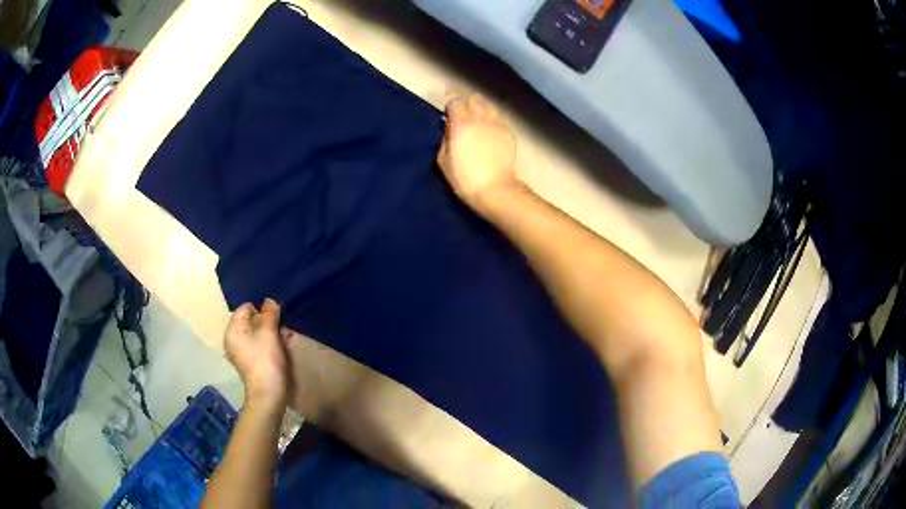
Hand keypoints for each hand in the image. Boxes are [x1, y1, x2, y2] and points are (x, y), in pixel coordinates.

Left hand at [225, 299, 289, 408]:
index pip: (246, 308)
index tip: (275, 319)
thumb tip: (270, 300)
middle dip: (267, 323)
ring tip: (283, 340)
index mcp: (232, 329)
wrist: (268, 392)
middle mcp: (232, 339)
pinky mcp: (248, 362)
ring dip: (270, 334)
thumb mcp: (269, 332)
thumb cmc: (266, 359)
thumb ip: (269, 313)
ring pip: (256, 334)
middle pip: (251, 321)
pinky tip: (279, 350)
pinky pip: (257, 345)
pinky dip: (267, 344)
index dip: (262, 310)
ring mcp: (240, 352)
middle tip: (281, 329)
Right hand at [437, 94, 520, 214]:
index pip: (455, 102)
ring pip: (489, 106)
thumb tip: (449, 129)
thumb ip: (445, 139)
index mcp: (462, 123)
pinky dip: (494, 121)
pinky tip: (491, 133)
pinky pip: (500, 119)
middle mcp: (481, 118)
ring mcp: (498, 124)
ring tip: (480, 123)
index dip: (451, 109)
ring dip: (482, 110)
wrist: (495, 190)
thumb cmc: (464, 178)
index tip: (449, 119)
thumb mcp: (443, 160)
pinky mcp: (509, 133)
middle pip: (474, 99)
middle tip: (465, 119)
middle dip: (468, 106)